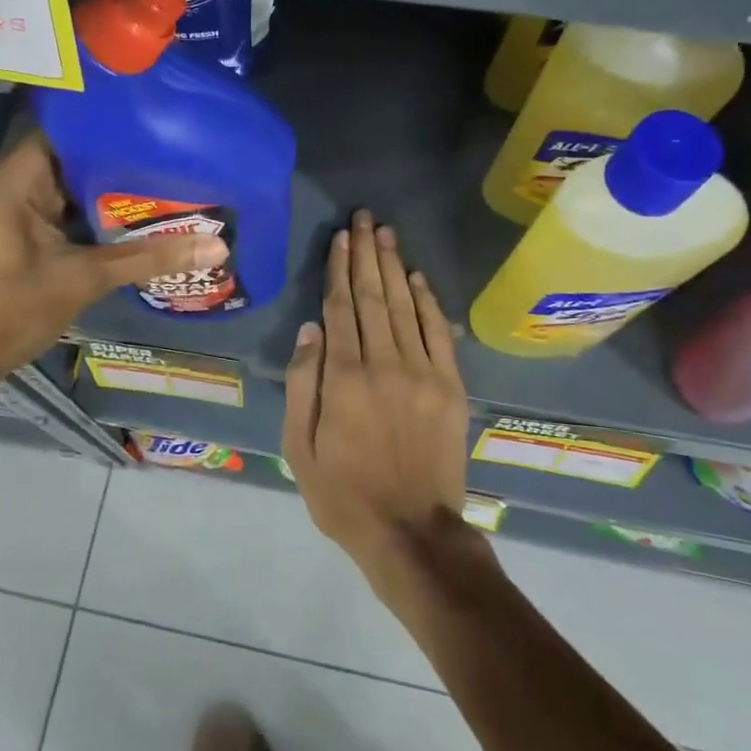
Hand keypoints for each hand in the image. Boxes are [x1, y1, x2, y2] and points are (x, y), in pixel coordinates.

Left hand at [0, 133, 226, 388]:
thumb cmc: (6, 309)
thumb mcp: (83, 279)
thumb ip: (149, 258)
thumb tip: (219, 245)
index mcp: (22, 175)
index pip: (71, 125)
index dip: (114, 119)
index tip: (162, 116)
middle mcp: (21, 183)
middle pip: (79, 156)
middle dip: (126, 156)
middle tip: (183, 150)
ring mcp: (24, 211)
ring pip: (78, 188)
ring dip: (117, 189)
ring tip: (175, 177)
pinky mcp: (29, 236)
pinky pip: (72, 213)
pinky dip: (102, 214)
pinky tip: (143, 217)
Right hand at [281, 210, 471, 595]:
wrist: (413, 532)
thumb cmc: (344, 494)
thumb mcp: (300, 448)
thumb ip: (304, 384)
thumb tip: (311, 329)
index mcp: (344, 378)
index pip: (340, 308)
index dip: (339, 268)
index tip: (340, 237)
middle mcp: (384, 363)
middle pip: (373, 296)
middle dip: (367, 253)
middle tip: (365, 218)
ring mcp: (423, 373)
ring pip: (404, 306)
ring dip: (394, 266)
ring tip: (386, 233)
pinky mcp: (450, 387)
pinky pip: (438, 333)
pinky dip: (427, 301)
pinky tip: (417, 277)